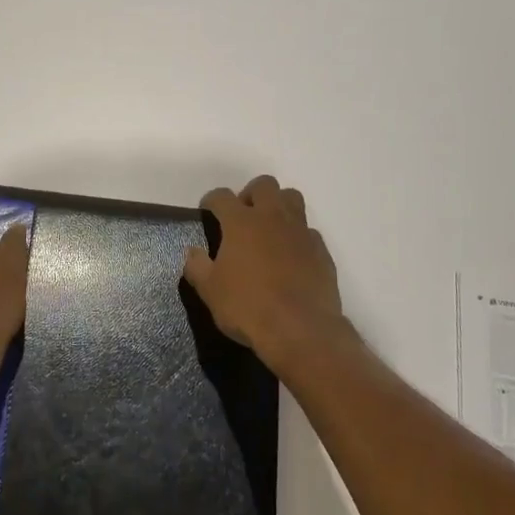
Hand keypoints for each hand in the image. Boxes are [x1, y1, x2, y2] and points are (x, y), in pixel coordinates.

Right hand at [184, 175, 349, 371]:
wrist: (301, 330)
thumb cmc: (248, 307)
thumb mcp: (210, 291)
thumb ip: (197, 266)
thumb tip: (193, 252)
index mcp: (241, 222)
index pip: (222, 196)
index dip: (211, 200)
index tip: (207, 210)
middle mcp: (273, 218)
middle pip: (264, 185)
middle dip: (250, 194)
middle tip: (242, 217)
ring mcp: (301, 232)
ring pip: (292, 199)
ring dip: (278, 206)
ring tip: (268, 230)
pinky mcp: (321, 251)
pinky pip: (308, 231)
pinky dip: (297, 236)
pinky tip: (291, 257)